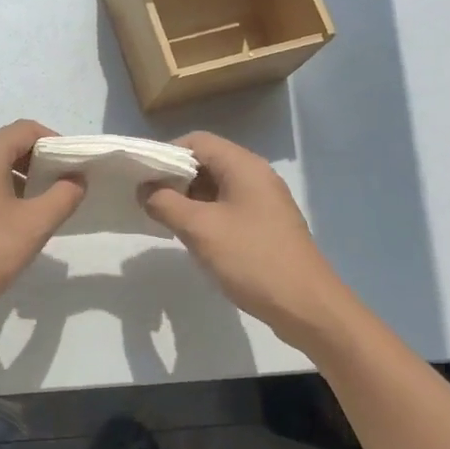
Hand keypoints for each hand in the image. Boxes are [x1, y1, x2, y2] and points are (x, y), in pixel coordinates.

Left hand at [0, 120, 84, 327]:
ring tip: (40, 208)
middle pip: (8, 145)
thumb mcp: (34, 226)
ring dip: (20, 179)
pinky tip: (10, 224)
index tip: (73, 167)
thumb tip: (76, 179)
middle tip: (62, 188)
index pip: (26, 129)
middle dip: (39, 162)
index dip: (55, 142)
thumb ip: (62, 197)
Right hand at [142, 131, 343, 344]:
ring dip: (188, 198)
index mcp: (244, 166)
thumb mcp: (200, 229)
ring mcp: (264, 201)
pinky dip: (206, 214)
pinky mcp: (266, 225)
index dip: (167, 154)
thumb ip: (165, 203)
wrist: (307, 307)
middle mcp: (256, 175)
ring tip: (165, 219)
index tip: (143, 177)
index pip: (197, 141)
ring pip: (216, 186)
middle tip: (149, 200)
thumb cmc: (252, 259)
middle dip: (175, 177)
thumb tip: (145, 189)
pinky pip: (228, 207)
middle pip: (207, 161)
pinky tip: (193, 237)